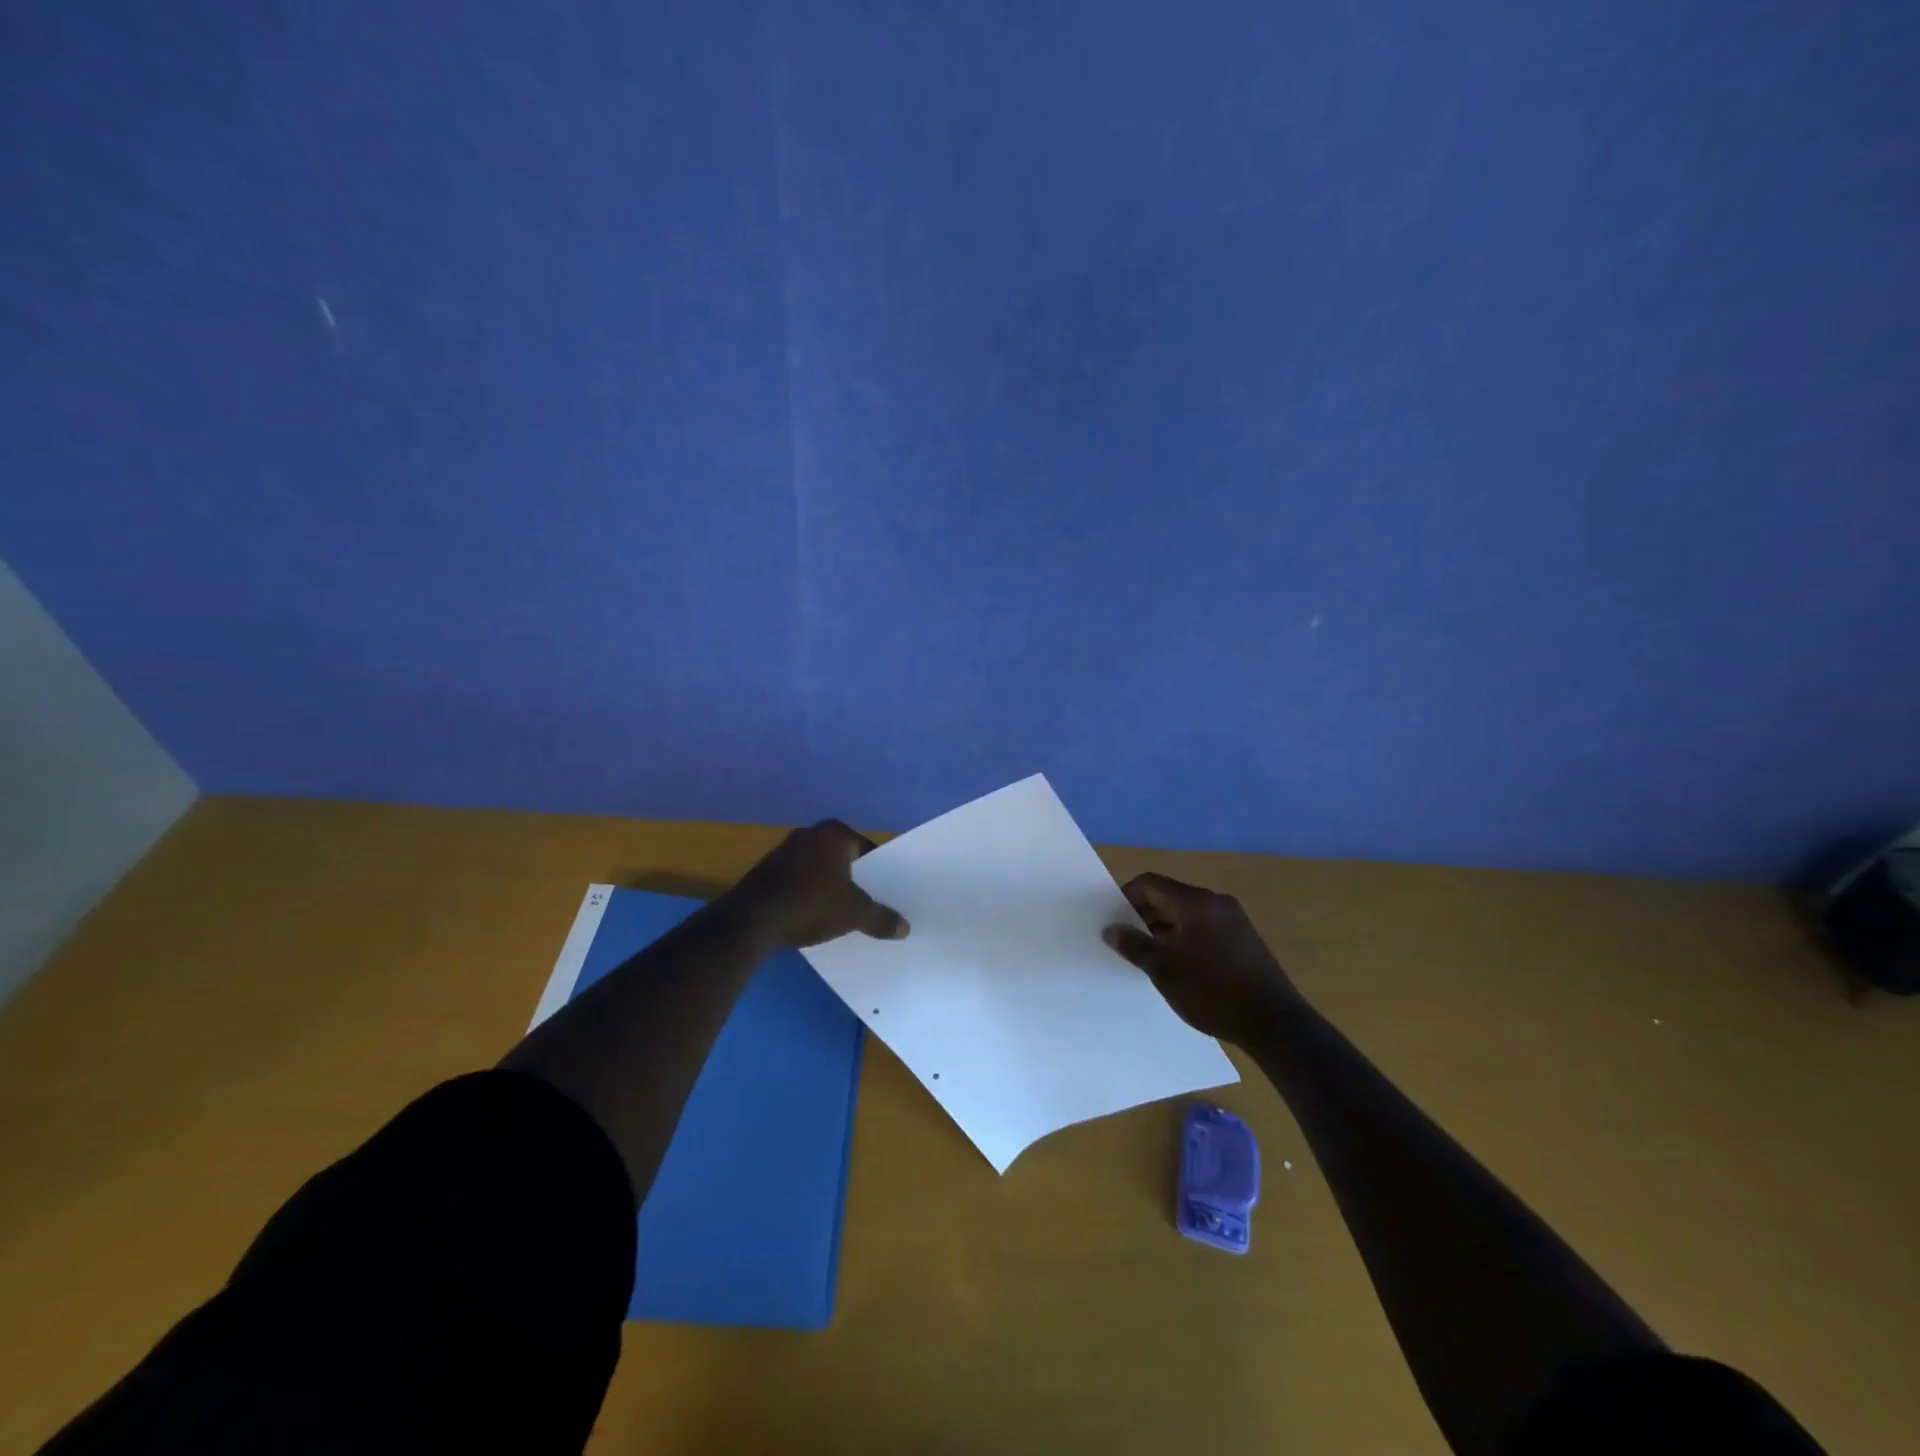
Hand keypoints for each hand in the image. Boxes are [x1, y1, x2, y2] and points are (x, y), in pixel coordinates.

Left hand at [724, 820, 909, 948]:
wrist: (752, 920)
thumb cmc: (811, 904)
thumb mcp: (854, 914)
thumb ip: (881, 918)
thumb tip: (905, 928)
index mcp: (833, 833)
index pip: (866, 848)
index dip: (878, 871)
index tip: (884, 892)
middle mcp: (808, 833)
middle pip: (841, 858)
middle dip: (853, 879)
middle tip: (867, 903)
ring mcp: (783, 850)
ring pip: (818, 869)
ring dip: (828, 886)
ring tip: (841, 912)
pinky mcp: (765, 871)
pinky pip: (797, 880)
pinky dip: (807, 894)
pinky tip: (811, 916)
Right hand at [1104, 873, 1294, 1044]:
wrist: (1275, 1024)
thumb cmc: (1213, 992)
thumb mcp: (1164, 970)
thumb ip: (1134, 945)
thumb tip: (1110, 929)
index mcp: (1196, 902)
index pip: (1150, 883)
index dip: (1126, 897)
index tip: (1112, 921)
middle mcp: (1216, 902)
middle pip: (1169, 896)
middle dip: (1143, 915)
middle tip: (1125, 941)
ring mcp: (1233, 920)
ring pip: (1186, 913)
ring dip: (1163, 928)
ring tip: (1148, 957)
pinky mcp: (1243, 939)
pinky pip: (1203, 927)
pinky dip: (1184, 938)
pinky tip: (1177, 965)